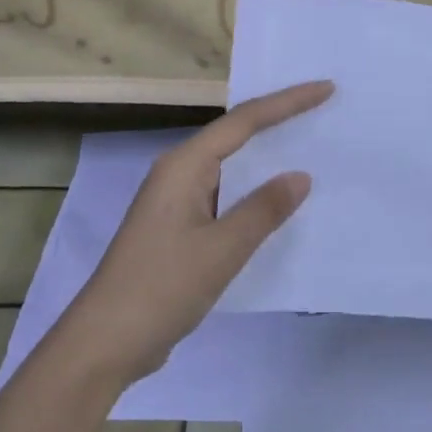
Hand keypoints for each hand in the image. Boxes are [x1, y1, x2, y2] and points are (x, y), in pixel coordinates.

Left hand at [51, 80, 333, 387]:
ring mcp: (176, 201)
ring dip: (267, 159)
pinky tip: (278, 205)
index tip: (326, 89)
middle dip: (279, 122)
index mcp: (184, 166)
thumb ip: (263, 210)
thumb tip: (300, 175)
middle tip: (323, 111)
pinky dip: (254, 194)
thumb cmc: (162, 287)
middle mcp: (178, 173)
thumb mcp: (222, 249)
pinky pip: (225, 197)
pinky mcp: (178, 228)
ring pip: (230, 168)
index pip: (244, 121)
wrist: (106, 342)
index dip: (287, 103)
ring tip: (311, 148)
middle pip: (235, 136)